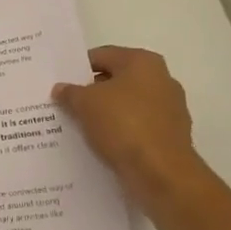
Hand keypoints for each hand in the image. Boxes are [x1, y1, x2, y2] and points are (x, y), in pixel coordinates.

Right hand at [53, 47, 206, 203]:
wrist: (161, 173)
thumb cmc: (123, 124)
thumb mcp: (84, 103)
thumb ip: (70, 92)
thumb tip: (61, 89)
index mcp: (143, 62)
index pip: (102, 56)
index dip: (77, 68)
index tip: (60, 83)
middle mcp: (161, 80)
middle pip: (116, 80)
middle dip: (91, 92)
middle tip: (65, 104)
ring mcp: (169, 110)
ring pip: (126, 106)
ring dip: (105, 114)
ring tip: (78, 126)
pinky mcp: (170, 137)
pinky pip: (136, 128)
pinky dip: (119, 133)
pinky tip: (100, 143)